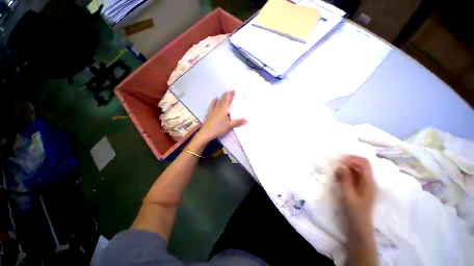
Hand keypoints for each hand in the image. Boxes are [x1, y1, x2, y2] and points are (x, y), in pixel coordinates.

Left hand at [194, 90, 245, 143]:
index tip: (233, 90)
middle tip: (230, 91)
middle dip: (227, 95)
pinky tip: (214, 99)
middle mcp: (218, 108)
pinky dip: (214, 101)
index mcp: (223, 109)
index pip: (228, 100)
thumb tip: (247, 120)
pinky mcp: (209, 113)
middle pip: (223, 100)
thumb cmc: (219, 128)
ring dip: (221, 97)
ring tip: (223, 94)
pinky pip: (212, 105)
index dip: (230, 95)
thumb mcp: (229, 125)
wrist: (207, 132)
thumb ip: (238, 122)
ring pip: (218, 101)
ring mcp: (213, 110)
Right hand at [335, 156, 375, 235]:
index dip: (351, 160)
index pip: (363, 162)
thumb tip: (341, 165)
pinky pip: (354, 174)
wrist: (359, 225)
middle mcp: (369, 180)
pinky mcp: (361, 186)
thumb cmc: (354, 211)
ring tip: (337, 174)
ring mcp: (365, 183)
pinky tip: (339, 178)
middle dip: (348, 162)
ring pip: (357, 168)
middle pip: (361, 163)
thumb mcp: (347, 195)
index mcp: (368, 182)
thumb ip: (345, 179)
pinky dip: (346, 173)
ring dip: (346, 167)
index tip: (340, 165)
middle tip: (337, 168)